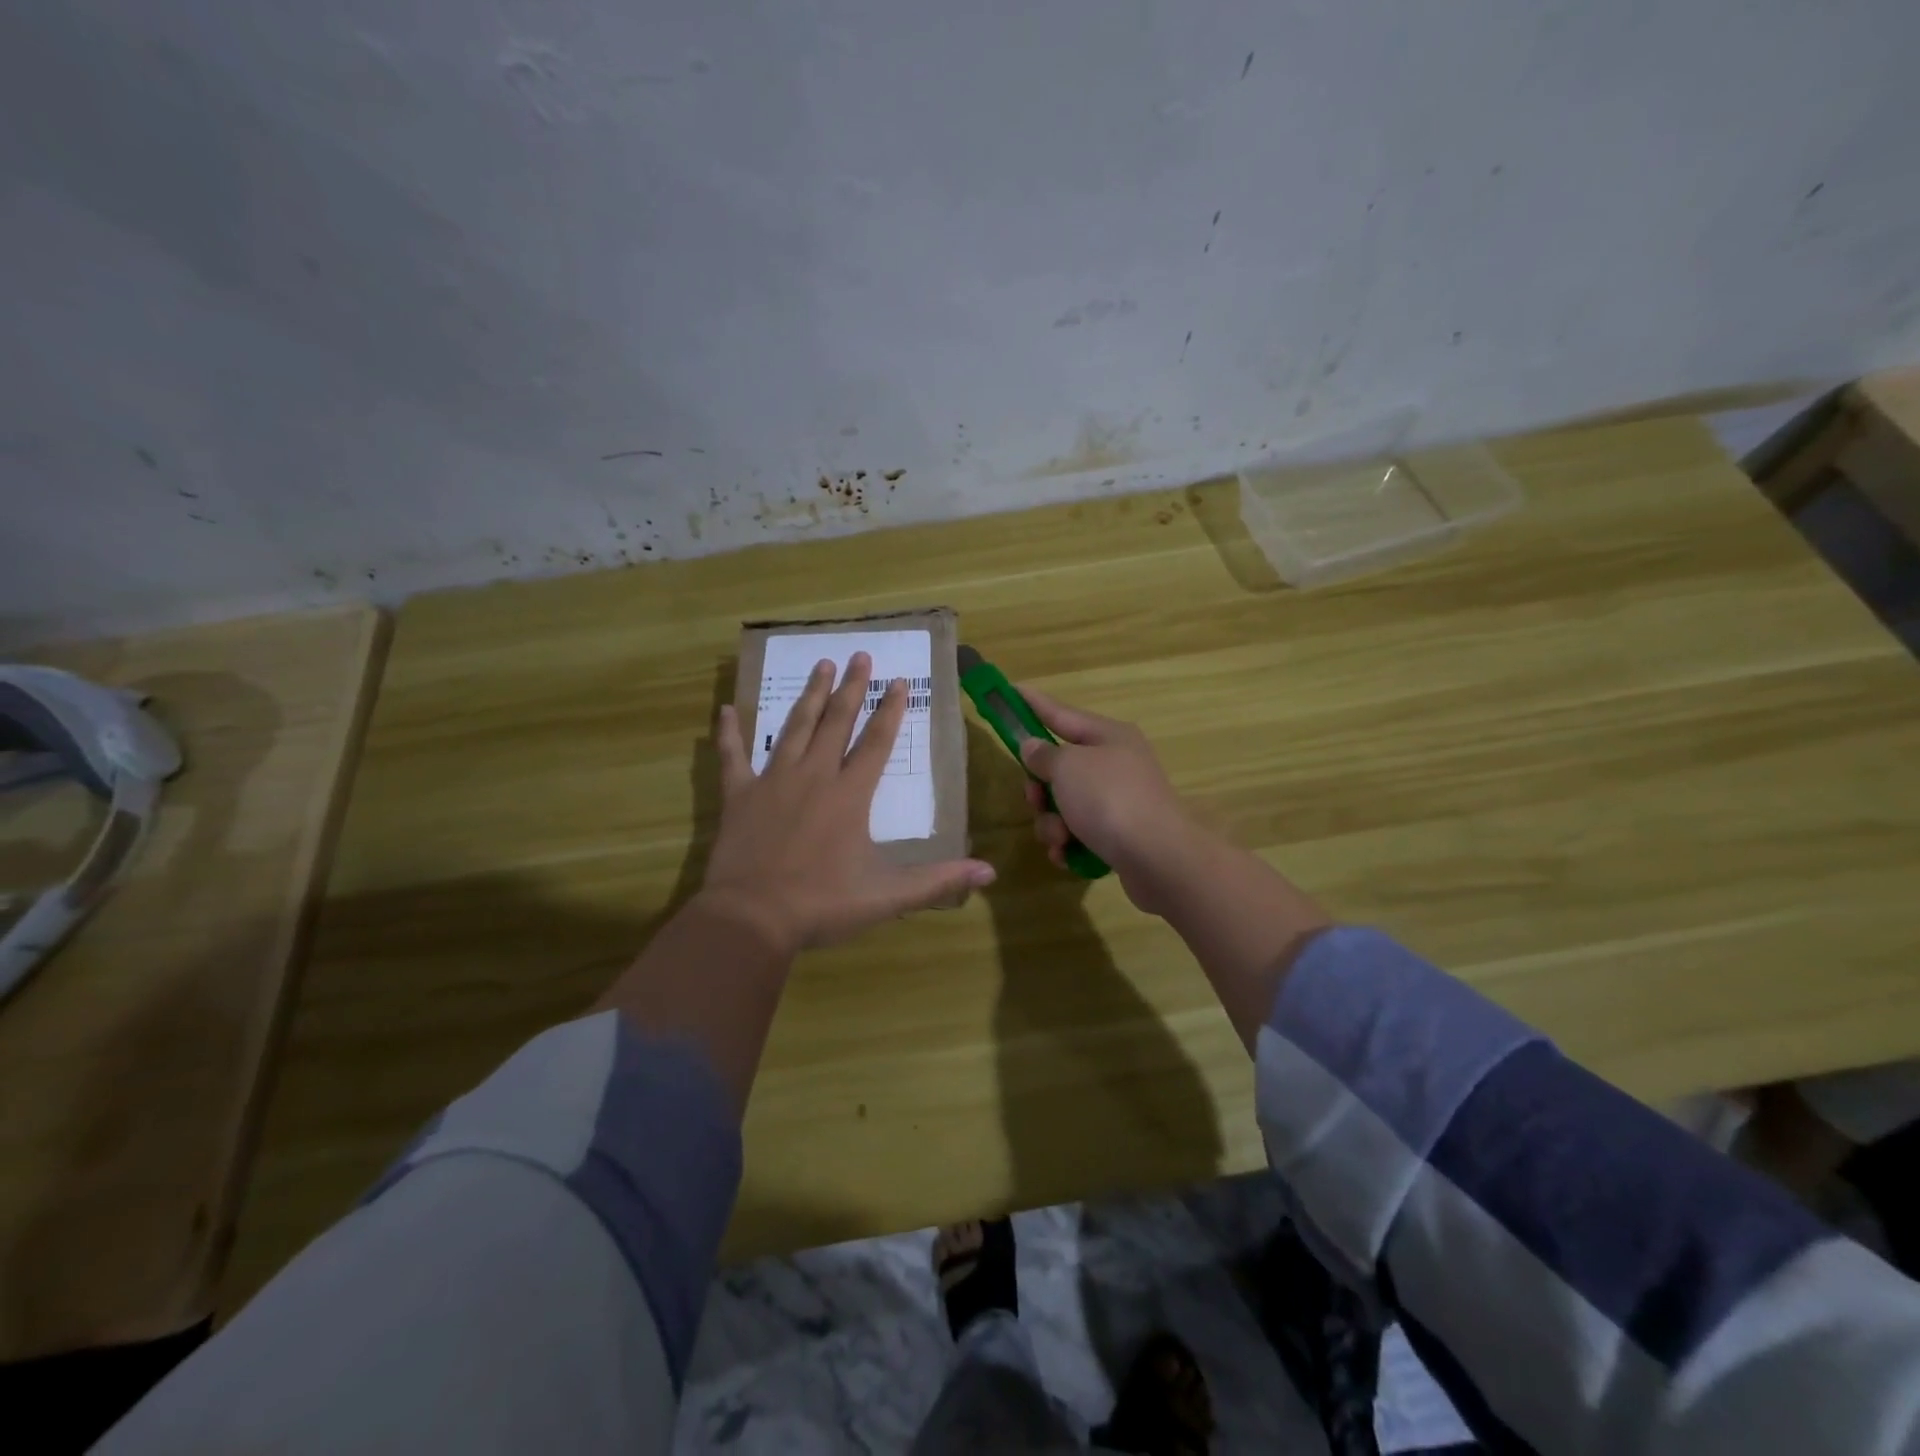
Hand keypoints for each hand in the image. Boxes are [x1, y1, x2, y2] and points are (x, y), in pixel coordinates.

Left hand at [702, 652, 995, 950]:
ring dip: (810, 696)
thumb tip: (989, 871)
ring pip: (794, 728)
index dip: (890, 710)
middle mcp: (814, 776)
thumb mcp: (888, 896)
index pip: (876, 742)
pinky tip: (728, 709)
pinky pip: (732, 757)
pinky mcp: (739, 796)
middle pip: (836, 722)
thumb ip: (938, 881)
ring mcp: (773, 781)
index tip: (899, 680)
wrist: (753, 918)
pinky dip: (729, 733)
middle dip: (851, 688)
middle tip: (859, 655)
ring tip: (821, 665)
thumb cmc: (822, 904)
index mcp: (850, 795)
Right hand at [1016, 687, 1210, 913]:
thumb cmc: (1109, 799)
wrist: (1158, 858)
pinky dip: (1068, 843)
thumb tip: (1033, 746)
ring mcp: (1119, 801)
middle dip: (1040, 788)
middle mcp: (1115, 764)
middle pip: (1060, 767)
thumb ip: (1043, 755)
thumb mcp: (1068, 767)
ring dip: (1052, 823)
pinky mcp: (1118, 835)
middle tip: (1035, 799)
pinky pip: (1078, 833)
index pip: (1060, 713)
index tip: (1010, 690)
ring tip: (1061, 837)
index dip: (1032, 704)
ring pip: (1065, 804)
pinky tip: (1067, 855)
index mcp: (1108, 736)